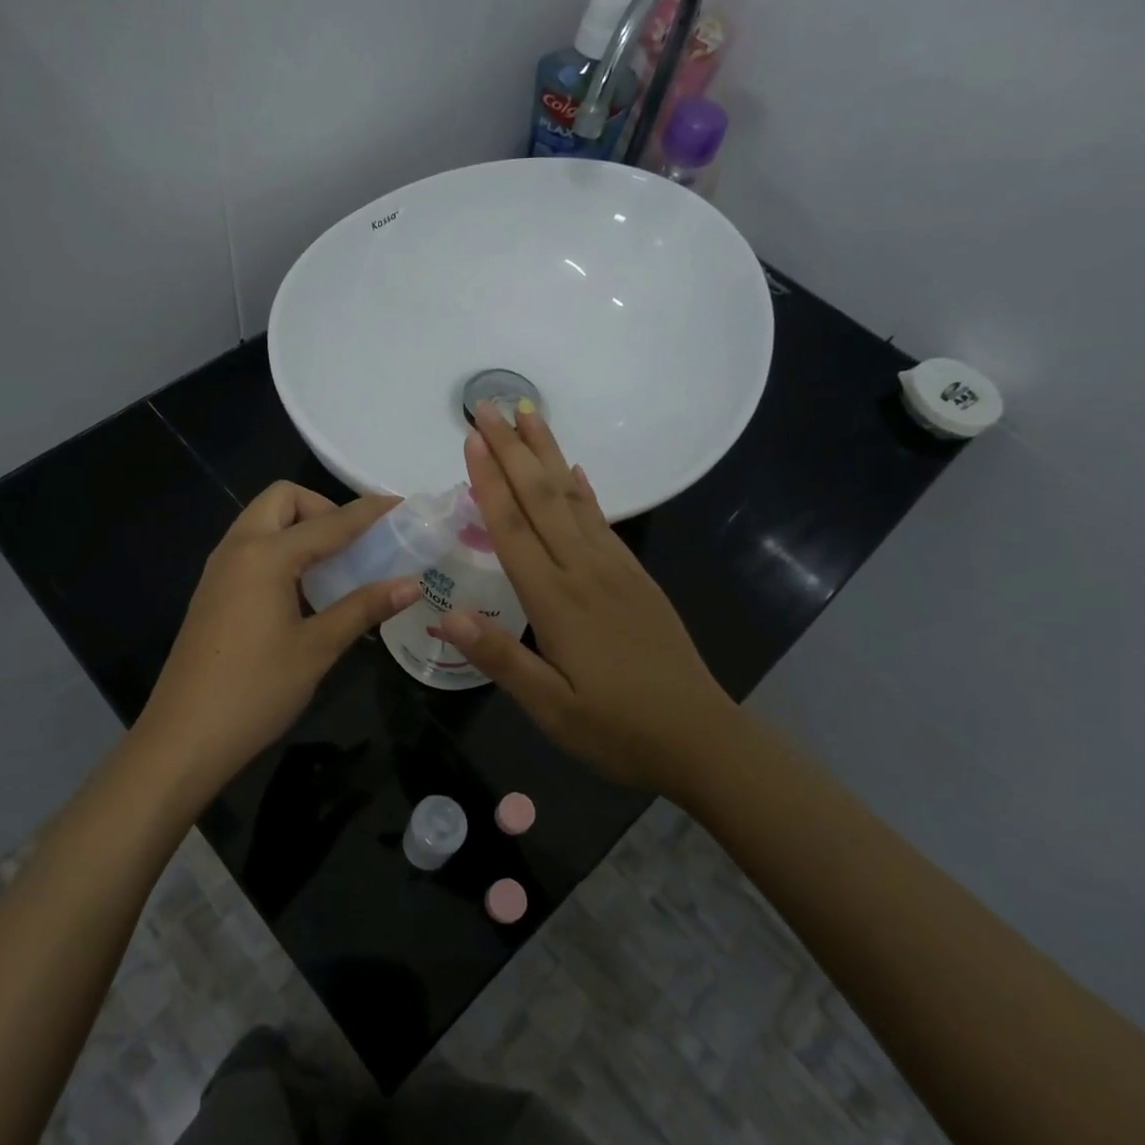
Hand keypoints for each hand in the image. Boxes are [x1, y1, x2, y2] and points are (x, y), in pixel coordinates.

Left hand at [138, 483, 417, 796]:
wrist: (183, 738)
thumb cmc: (255, 691)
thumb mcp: (317, 649)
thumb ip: (363, 608)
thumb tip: (411, 585)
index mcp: (265, 555)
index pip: (329, 522)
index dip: (368, 512)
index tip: (400, 505)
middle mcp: (238, 548)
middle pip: (282, 500)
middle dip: (322, 508)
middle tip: (354, 544)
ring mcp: (219, 569)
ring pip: (262, 522)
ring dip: (299, 528)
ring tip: (335, 565)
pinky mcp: (212, 591)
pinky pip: (251, 548)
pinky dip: (281, 549)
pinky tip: (303, 590)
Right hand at [434, 403, 736, 792]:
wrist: (700, 738)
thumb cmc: (616, 729)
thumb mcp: (550, 708)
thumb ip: (499, 657)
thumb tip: (445, 615)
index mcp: (556, 600)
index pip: (512, 528)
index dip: (488, 480)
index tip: (471, 438)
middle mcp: (584, 570)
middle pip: (542, 497)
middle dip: (512, 448)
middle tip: (489, 406)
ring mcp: (615, 569)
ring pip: (573, 498)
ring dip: (547, 454)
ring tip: (529, 414)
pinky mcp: (635, 576)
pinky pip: (602, 520)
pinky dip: (584, 489)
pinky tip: (576, 470)